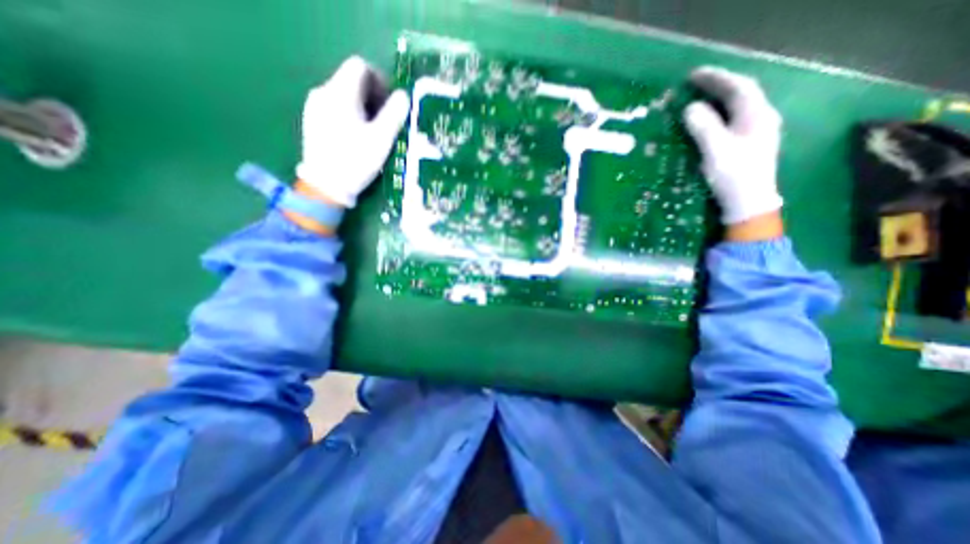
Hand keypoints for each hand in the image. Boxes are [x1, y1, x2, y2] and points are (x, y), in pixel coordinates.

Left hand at [300, 54, 412, 206]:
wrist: (325, 185)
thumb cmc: (356, 161)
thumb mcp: (381, 139)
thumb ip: (394, 114)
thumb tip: (404, 96)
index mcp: (341, 93)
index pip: (360, 66)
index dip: (379, 79)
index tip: (390, 102)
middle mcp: (323, 92)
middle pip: (351, 79)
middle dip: (373, 94)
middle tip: (386, 119)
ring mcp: (315, 106)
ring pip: (343, 93)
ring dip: (362, 105)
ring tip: (373, 130)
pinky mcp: (312, 120)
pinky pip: (334, 106)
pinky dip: (349, 113)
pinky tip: (356, 135)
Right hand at [684, 67, 781, 227]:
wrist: (748, 202)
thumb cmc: (733, 176)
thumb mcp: (716, 151)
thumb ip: (704, 127)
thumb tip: (690, 108)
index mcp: (756, 115)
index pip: (737, 87)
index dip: (715, 78)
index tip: (692, 75)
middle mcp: (760, 118)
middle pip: (740, 93)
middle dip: (717, 85)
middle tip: (692, 84)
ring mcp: (756, 131)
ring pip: (738, 106)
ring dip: (718, 98)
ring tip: (698, 97)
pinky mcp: (748, 143)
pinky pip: (733, 119)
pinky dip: (719, 113)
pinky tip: (708, 119)